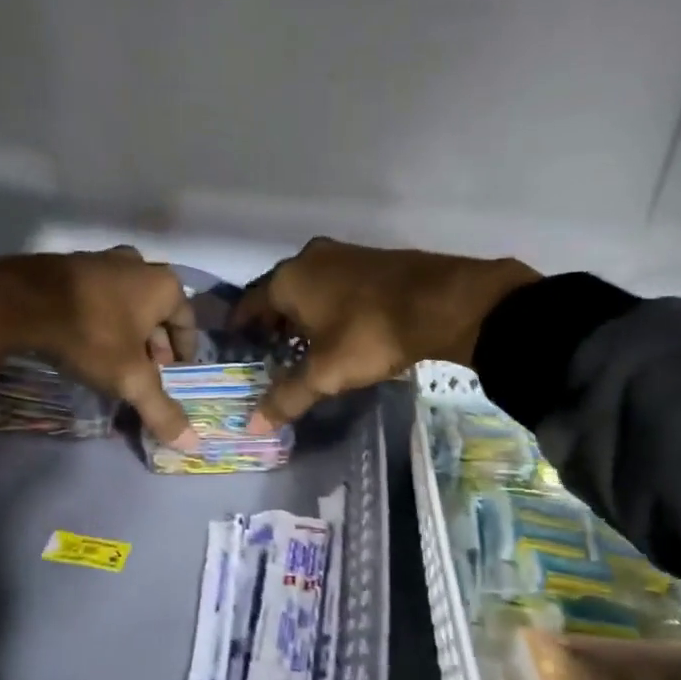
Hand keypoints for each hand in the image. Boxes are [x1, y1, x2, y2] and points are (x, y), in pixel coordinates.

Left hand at [0, 246, 200, 449]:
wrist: (22, 302)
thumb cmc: (91, 336)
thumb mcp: (130, 379)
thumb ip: (161, 410)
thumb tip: (192, 443)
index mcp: (164, 286)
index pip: (188, 322)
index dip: (183, 353)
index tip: (173, 375)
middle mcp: (139, 265)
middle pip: (157, 312)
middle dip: (154, 344)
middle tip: (145, 372)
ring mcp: (103, 259)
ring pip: (127, 302)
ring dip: (128, 330)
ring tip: (116, 359)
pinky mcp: (71, 263)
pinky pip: (99, 295)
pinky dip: (102, 317)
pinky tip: (87, 340)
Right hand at [232, 238, 537, 429]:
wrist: (443, 303)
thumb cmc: (369, 334)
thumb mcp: (325, 373)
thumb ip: (287, 397)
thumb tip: (253, 424)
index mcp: (287, 279)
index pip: (249, 304)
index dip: (241, 329)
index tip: (238, 349)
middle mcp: (309, 258)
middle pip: (278, 294)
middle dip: (273, 324)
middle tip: (270, 354)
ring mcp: (343, 255)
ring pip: (309, 288)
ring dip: (303, 315)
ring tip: (304, 346)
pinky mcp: (371, 260)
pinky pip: (335, 285)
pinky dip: (329, 306)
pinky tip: (339, 330)